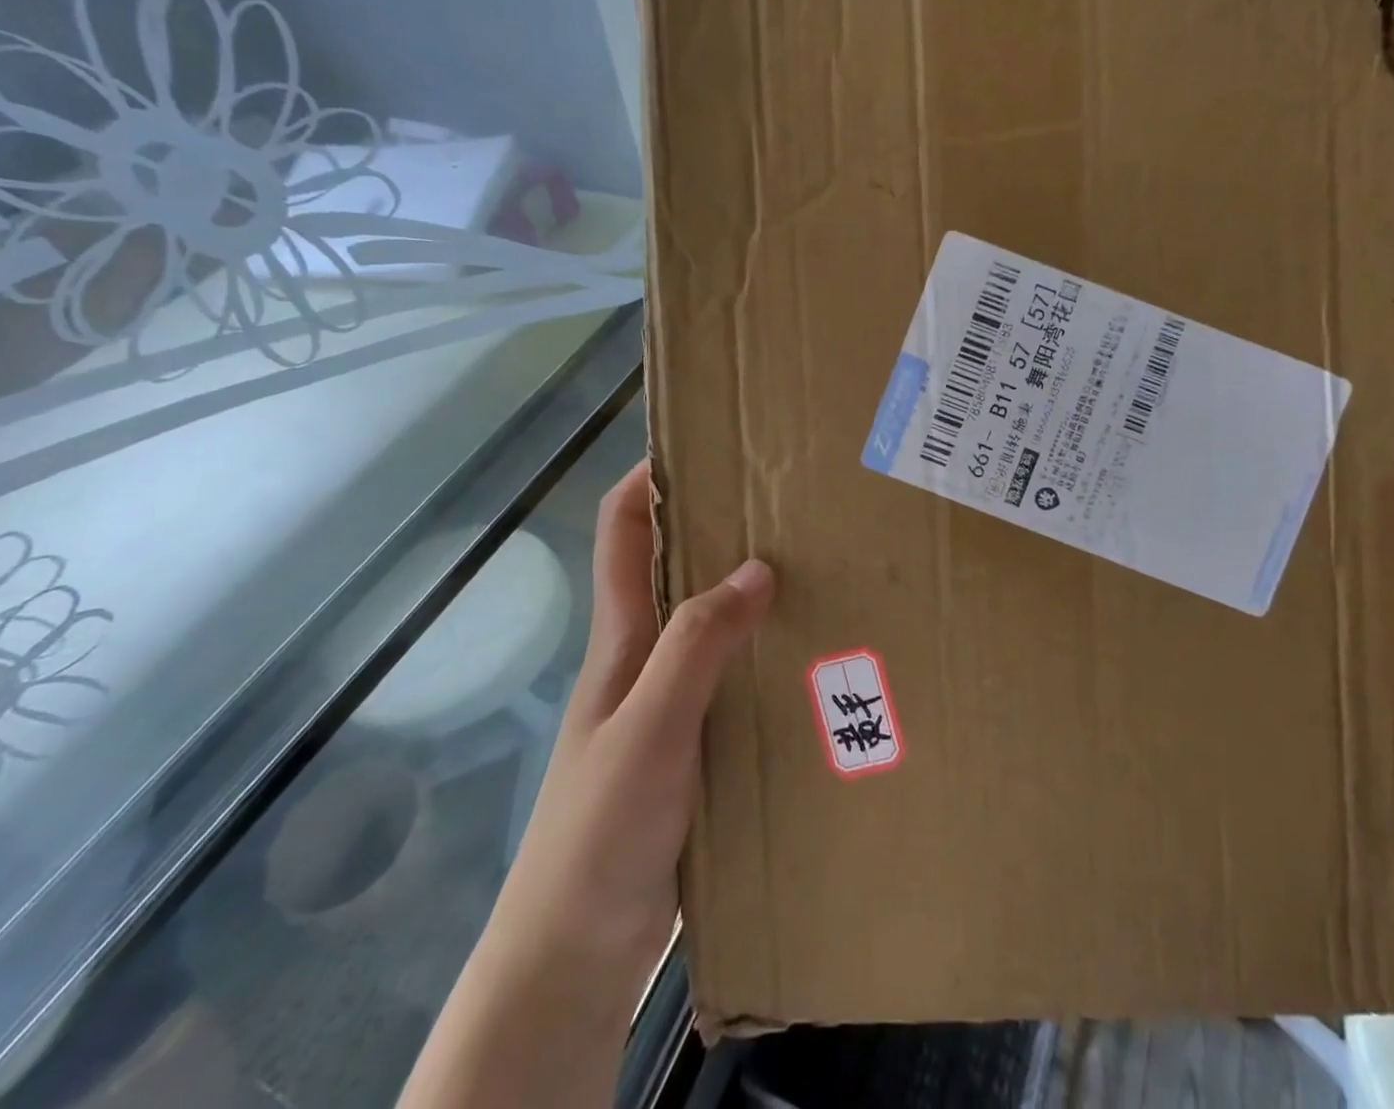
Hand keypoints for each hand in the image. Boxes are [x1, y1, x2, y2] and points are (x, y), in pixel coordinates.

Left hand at [495, 460, 773, 1014]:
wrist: (576, 952)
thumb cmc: (600, 830)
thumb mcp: (650, 728)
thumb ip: (697, 647)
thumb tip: (756, 567)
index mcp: (622, 639)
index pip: (621, 530)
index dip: (647, 476)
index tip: (700, 441)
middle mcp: (644, 658)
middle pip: (673, 566)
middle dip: (718, 525)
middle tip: (787, 502)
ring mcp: (668, 703)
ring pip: (709, 623)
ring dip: (747, 591)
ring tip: (817, 568)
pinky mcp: (693, 745)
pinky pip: (731, 678)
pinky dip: (762, 653)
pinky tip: (809, 660)